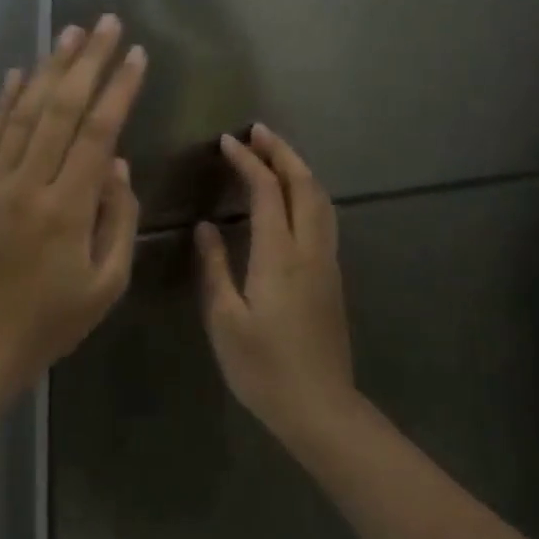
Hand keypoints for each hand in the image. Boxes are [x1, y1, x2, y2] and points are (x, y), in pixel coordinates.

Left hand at [0, 15, 146, 399]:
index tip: (137, 55)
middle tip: (107, 23)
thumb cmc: (48, 324)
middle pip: (61, 109)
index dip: (120, 89)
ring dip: (48, 70)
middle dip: (87, 62)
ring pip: (24, 113)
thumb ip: (117, 220)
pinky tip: (18, 75)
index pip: (99, 132)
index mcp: (67, 209)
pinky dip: (4, 102)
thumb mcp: (106, 286)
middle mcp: (28, 185)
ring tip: (68, 34)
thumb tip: (119, 165)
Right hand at [195, 125, 357, 443]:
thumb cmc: (262, 367)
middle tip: (258, 132)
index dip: (248, 162)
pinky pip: (324, 217)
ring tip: (275, 153)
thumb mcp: (225, 318)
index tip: (227, 142)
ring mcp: (327, 262)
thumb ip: (215, 267)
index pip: (267, 192)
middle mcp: (310, 249)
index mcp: (279, 256)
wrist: (319, 407)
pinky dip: (308, 192)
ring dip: (299, 169)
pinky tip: (293, 197)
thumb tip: (206, 227)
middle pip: (304, 185)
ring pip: (321, 199)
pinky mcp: (332, 277)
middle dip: (282, 152)